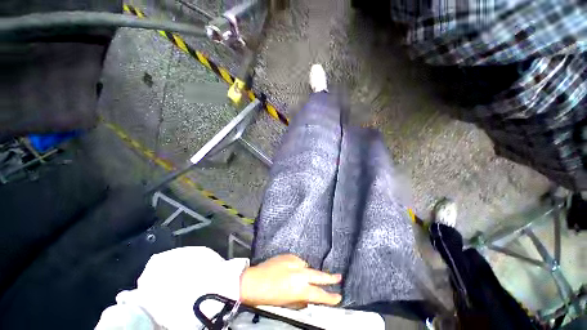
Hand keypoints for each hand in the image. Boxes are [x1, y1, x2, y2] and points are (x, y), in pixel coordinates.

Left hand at [240, 254, 341, 308]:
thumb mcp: (287, 303)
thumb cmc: (269, 296)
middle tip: (339, 277)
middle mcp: (300, 273)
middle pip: (319, 275)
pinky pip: (298, 262)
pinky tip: (290, 271)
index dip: (330, 297)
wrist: (254, 280)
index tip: (338, 297)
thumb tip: (308, 298)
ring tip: (300, 278)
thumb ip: (300, 300)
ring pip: (307, 267)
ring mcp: (294, 262)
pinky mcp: (288, 255)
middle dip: (330, 278)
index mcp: (299, 288)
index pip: (319, 294)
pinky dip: (298, 267)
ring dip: (308, 273)